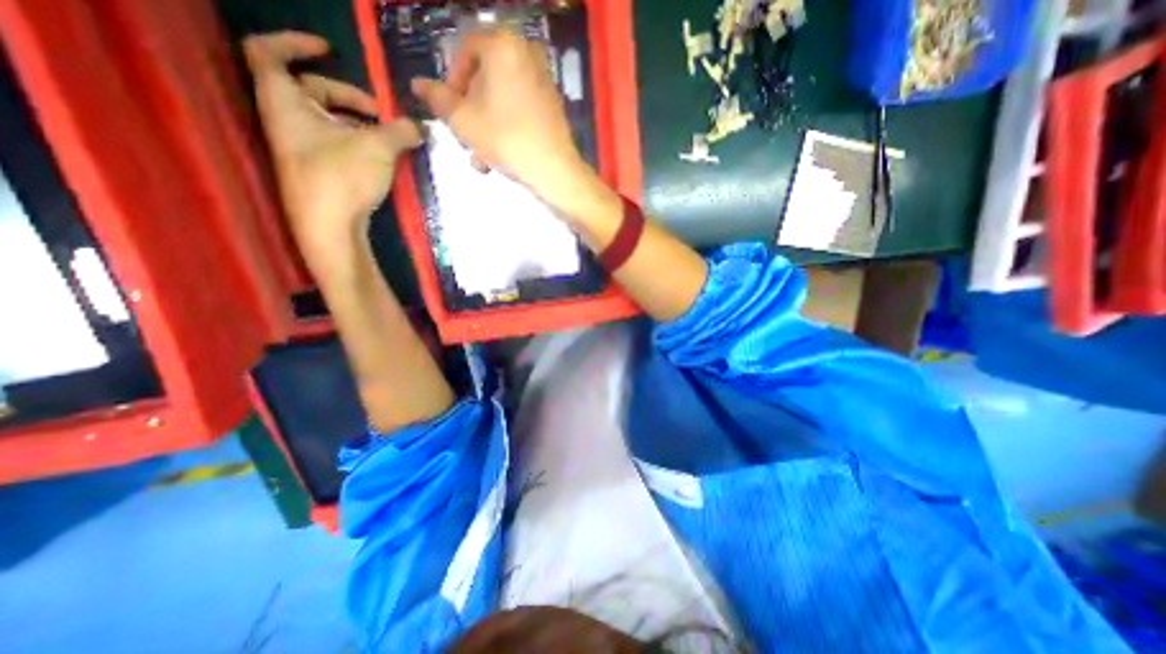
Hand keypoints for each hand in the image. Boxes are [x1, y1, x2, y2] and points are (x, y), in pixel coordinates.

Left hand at [245, 27, 425, 270]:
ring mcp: (302, 148)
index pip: (269, 52)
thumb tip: (420, 127)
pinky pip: (334, 142)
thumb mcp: (377, 148)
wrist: (329, 229)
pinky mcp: (317, 170)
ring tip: (387, 139)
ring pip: (327, 119)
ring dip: (358, 122)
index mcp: (285, 102)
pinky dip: (356, 141)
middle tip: (381, 114)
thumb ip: (401, 131)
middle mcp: (287, 121)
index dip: (295, 43)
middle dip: (348, 95)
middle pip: (311, 89)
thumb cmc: (342, 178)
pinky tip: (379, 158)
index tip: (331, 50)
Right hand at [408, 28, 593, 210]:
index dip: (452, 81)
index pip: (465, 50)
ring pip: (503, 98)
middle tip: (466, 136)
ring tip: (482, 156)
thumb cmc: (505, 139)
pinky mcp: (553, 104)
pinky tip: (502, 153)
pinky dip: (508, 125)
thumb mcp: (462, 120)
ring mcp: (544, 80)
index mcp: (502, 45)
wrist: (553, 169)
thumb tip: (418, 84)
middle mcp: (526, 53)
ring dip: (487, 125)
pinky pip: (521, 107)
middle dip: (471, 110)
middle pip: (486, 77)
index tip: (450, 109)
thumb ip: (437, 99)